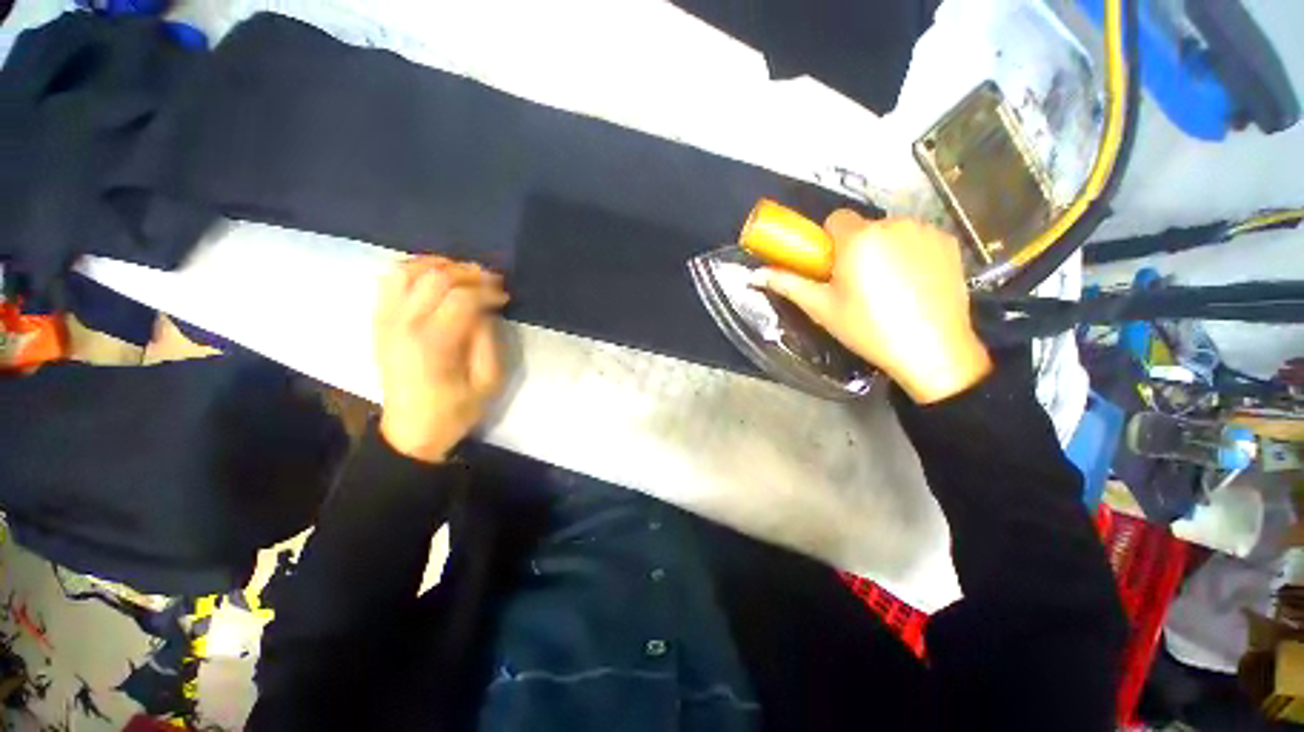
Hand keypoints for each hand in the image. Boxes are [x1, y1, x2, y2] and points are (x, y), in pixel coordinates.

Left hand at [374, 256, 508, 462]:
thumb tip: (486, 310)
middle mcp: (404, 324)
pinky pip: (390, 282)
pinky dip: (414, 271)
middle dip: (469, 273)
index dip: (488, 290)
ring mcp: (386, 321)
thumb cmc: (456, 410)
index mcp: (434, 343)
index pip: (462, 297)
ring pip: (407, 271)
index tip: (505, 297)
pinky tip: (434, 278)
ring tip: (463, 273)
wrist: (412, 430)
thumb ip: (488, 339)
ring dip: (439, 265)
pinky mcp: (379, 323)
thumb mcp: (488, 381)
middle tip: (491, 281)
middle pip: (435, 277)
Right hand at [759, 211, 991, 403]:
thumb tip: (756, 275)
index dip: (829, 242)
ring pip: (891, 232)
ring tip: (888, 287)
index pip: (835, 219)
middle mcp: (893, 224)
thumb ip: (788, 284)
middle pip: (864, 227)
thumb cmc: (867, 328)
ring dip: (884, 249)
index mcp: (858, 238)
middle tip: (857, 284)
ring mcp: (925, 231)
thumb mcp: (821, 308)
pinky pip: (918, 239)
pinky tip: (914, 284)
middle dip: (857, 248)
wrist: (931, 349)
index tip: (832, 268)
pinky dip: (911, 253)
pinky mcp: (949, 243)